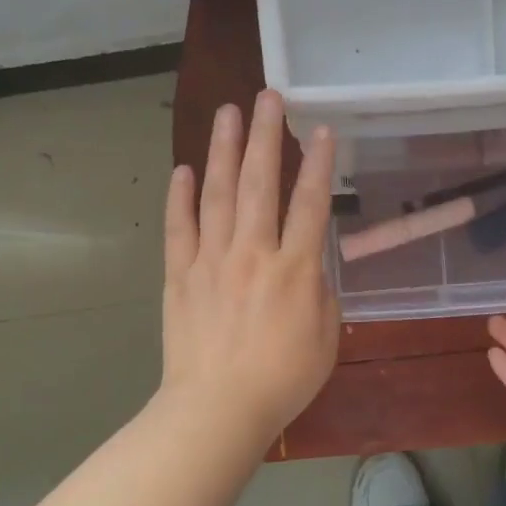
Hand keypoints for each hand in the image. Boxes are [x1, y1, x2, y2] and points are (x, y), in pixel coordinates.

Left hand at [159, 90, 338, 446]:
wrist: (217, 409)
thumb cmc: (282, 380)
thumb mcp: (325, 338)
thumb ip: (320, 294)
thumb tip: (309, 267)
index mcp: (294, 269)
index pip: (310, 203)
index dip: (317, 162)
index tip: (320, 128)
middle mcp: (253, 253)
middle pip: (260, 182)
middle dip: (265, 135)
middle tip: (267, 96)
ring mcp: (212, 260)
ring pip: (218, 193)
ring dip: (223, 150)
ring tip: (226, 112)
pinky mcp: (181, 274)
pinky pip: (180, 228)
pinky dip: (180, 197)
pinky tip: (182, 170)